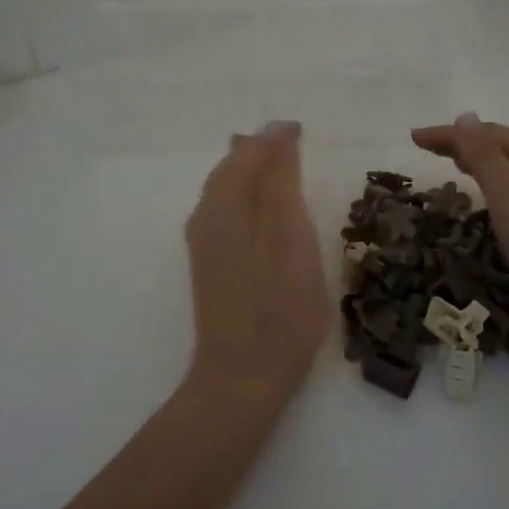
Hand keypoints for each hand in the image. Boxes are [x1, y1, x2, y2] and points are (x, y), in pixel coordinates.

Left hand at [184, 121, 329, 403]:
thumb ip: (281, 181)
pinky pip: (225, 212)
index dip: (277, 138)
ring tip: (284, 171)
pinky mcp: (209, 264)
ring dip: (254, 174)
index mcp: (224, 203)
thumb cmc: (279, 307)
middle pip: (231, 167)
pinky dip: (248, 199)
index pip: (249, 151)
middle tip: (296, 146)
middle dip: (262, 151)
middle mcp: (205, 215)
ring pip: (225, 189)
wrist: (242, 377)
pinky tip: (265, 213)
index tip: (305, 133)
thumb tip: (276, 131)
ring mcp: (203, 242)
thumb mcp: (291, 237)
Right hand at [410, 114, 508, 345]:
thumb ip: (487, 160)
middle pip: (508, 147)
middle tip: (428, 151)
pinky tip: (493, 203)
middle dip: (467, 144)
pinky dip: (500, 187)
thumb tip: (465, 115)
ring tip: (455, 168)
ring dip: (484, 163)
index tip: (414, 139)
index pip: (493, 134)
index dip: (452, 134)